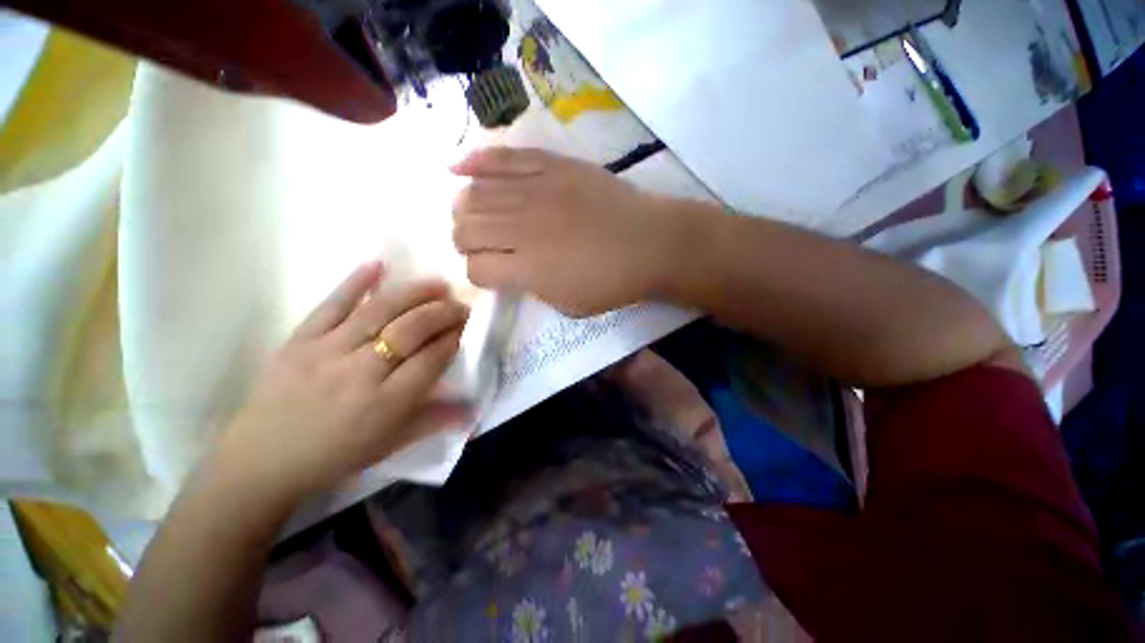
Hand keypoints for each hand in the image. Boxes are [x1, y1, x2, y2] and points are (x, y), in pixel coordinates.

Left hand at [215, 262, 469, 500]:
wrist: (262, 460)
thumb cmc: (335, 456)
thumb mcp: (390, 445)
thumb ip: (434, 422)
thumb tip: (473, 409)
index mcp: (386, 404)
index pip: (431, 359)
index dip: (454, 338)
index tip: (467, 326)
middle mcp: (361, 373)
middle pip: (410, 330)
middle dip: (442, 313)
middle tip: (460, 305)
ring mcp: (327, 351)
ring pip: (378, 311)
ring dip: (413, 293)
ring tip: (437, 284)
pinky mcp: (299, 340)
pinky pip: (331, 305)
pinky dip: (355, 282)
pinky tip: (379, 264)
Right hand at [451, 147, 680, 316]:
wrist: (649, 243)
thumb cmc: (612, 282)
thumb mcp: (567, 304)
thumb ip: (530, 287)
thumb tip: (510, 269)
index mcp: (528, 268)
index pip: (477, 269)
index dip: (478, 274)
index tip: (490, 275)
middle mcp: (523, 227)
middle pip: (467, 229)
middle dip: (463, 241)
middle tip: (476, 245)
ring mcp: (536, 191)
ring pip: (474, 194)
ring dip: (463, 208)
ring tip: (470, 214)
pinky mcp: (551, 166)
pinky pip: (503, 157)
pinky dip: (474, 161)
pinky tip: (457, 166)